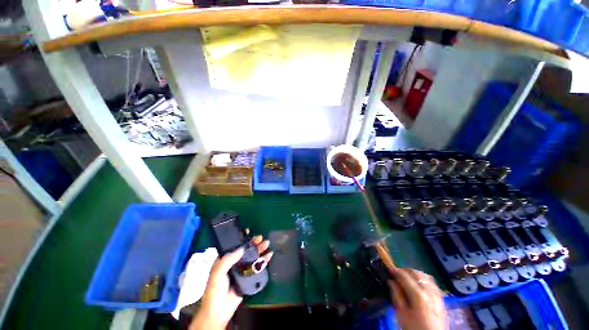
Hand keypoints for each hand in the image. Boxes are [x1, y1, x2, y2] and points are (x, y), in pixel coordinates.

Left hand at [190, 236, 273, 329]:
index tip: (248, 230)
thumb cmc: (215, 289)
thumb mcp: (218, 272)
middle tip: (261, 237)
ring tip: (267, 244)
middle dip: (254, 243)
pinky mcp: (249, 277)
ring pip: (253, 257)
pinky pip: (258, 267)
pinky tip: (270, 255)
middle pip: (246, 250)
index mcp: (226, 259)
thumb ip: (228, 259)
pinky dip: (264, 261)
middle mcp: (235, 263)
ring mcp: (242, 270)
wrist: (219, 310)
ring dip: (260, 250)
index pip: (234, 246)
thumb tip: (242, 248)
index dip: (241, 238)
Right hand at [388, 268, 447, 329]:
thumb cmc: (414, 328)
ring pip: (426, 276)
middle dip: (405, 271)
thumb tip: (390, 282)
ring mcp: (437, 295)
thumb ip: (396, 296)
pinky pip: (433, 284)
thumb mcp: (401, 314)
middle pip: (416, 273)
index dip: (395, 271)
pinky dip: (425, 280)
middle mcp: (429, 292)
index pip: (405, 276)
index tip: (389, 269)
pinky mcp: (442, 300)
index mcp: (418, 295)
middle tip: (397, 273)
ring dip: (415, 274)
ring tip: (408, 277)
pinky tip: (420, 285)